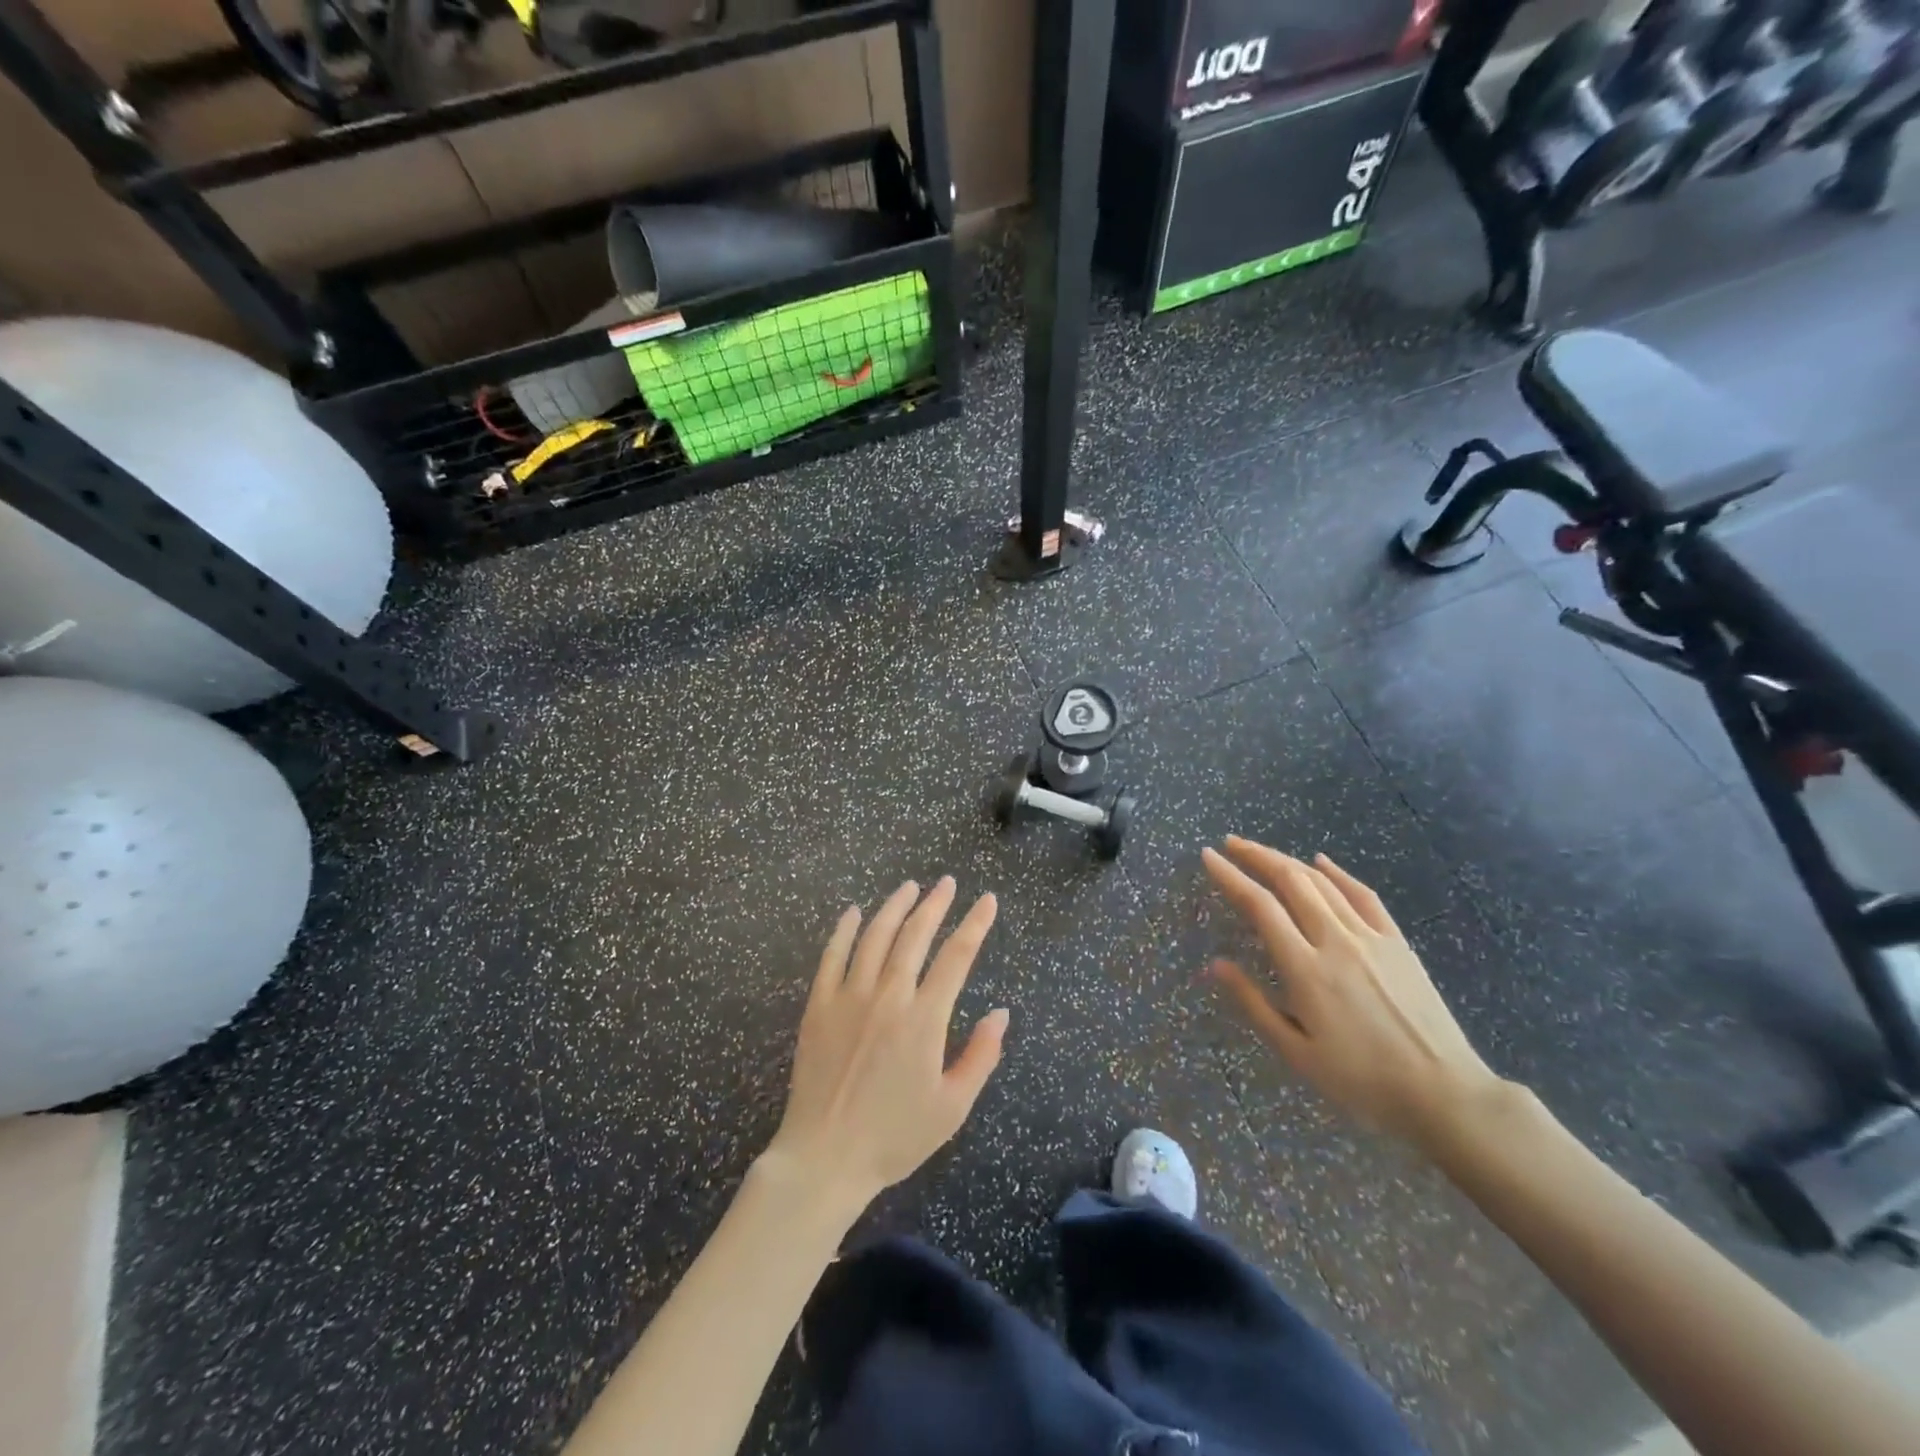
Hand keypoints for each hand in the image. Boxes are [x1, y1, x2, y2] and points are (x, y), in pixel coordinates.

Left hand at [760, 878, 1008, 1213]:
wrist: (825, 1158)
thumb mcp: (952, 1107)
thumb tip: (1000, 1012)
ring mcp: (849, 998)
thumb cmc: (894, 1137)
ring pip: (875, 936)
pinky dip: (844, 930)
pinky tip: (853, 912)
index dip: (975, 924)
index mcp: (924, 1020)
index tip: (987, 900)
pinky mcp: (818, 1006)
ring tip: (909, 887)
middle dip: (935, 904)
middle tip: (946, 882)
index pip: (957, 957)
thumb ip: (981, 1056)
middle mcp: (888, 997)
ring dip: (894, 907)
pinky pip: (832, 956)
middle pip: (914, 935)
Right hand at [1202, 837, 1503, 1148]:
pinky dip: (1338, 872)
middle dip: (1256, 856)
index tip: (1208, 857)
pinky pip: (1363, 895)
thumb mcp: (1296, 1053)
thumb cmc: (1361, 1079)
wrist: (1443, 1092)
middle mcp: (1335, 941)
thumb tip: (1216, 964)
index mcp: (1305, 969)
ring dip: (1288, 860)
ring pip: (1322, 883)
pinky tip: (1321, 861)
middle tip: (1230, 843)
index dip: (1231, 876)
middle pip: (1291, 881)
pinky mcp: (1397, 942)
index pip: (1260, 906)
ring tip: (1261, 851)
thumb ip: (1253, 1003)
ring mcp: (1370, 937)